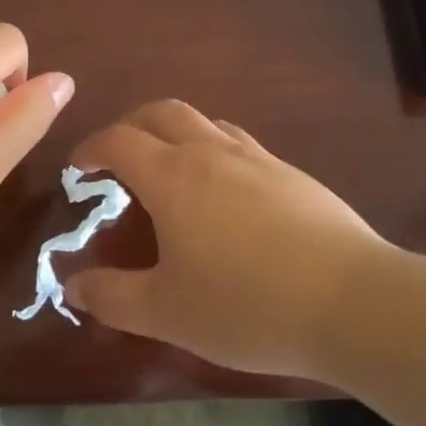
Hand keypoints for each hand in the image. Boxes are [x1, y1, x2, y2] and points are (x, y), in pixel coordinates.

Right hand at [66, 100, 397, 378]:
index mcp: (172, 176)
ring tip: (170, 169)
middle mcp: (211, 152)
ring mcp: (257, 158)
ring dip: (175, 133)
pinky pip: (239, 143)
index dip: (91, 148)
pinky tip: (225, 193)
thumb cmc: (246, 305)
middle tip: (118, 157)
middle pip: (161, 113)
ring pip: (205, 122)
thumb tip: (72, 286)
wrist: (352, 302)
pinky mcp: (292, 174)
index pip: (119, 141)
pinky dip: (214, 150)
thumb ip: (112, 298)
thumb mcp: (166, 312)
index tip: (78, 168)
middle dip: (131, 125)